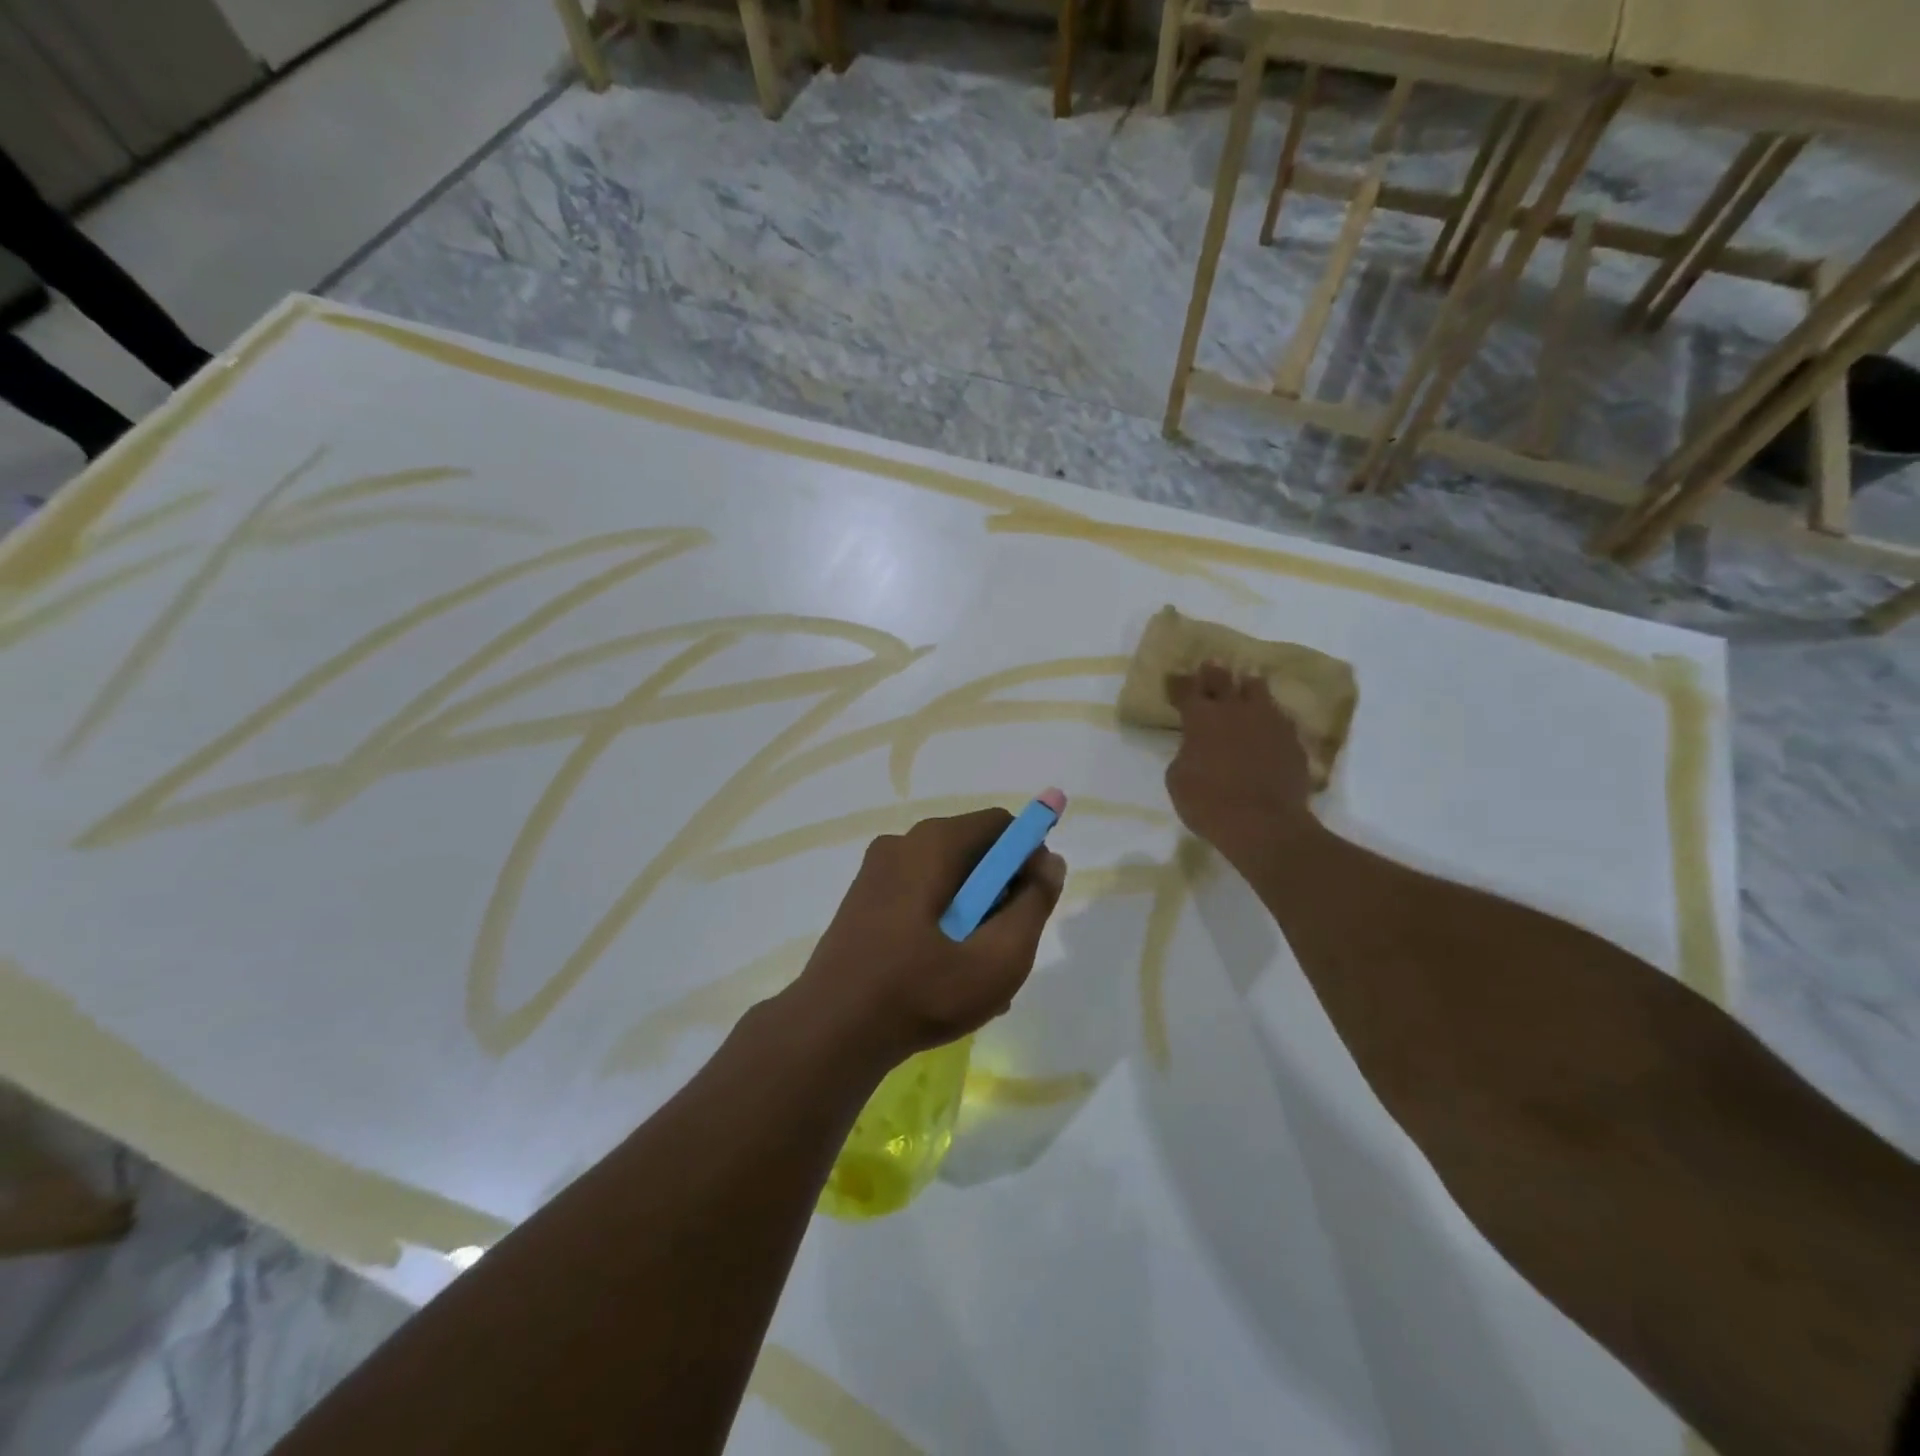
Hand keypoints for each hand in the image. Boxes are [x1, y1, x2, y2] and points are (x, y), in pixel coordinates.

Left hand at [785, 809, 1066, 1070]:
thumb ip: (1034, 904)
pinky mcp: (863, 901)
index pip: (1001, 825)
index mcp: (932, 844)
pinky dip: (943, 926)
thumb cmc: (921, 992)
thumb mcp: (998, 957)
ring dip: (974, 918)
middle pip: (973, 853)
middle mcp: (902, 844)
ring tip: (979, 975)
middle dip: (1001, 895)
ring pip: (948, 882)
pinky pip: (920, 899)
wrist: (830, 1033)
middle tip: (1007, 947)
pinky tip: (947, 977)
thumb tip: (1049, 862)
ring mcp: (876, 873)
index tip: (1035, 904)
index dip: (1029, 858)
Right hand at [1165, 663, 1315, 860]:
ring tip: (1247, 683)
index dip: (1179, 683)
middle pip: (1223, 680)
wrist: (1264, 825)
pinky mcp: (1292, 740)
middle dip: (1214, 672)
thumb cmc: (1209, 803)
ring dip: (1248, 686)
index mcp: (1201, 719)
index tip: (1174, 676)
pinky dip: (1270, 716)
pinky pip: (1280, 717)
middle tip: (1212, 664)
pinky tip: (1269, 721)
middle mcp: (1235, 711)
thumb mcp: (1177, 780)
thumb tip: (1194, 748)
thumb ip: (1185, 754)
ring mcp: (1268, 722)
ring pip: (1258, 691)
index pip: (1186, 690)